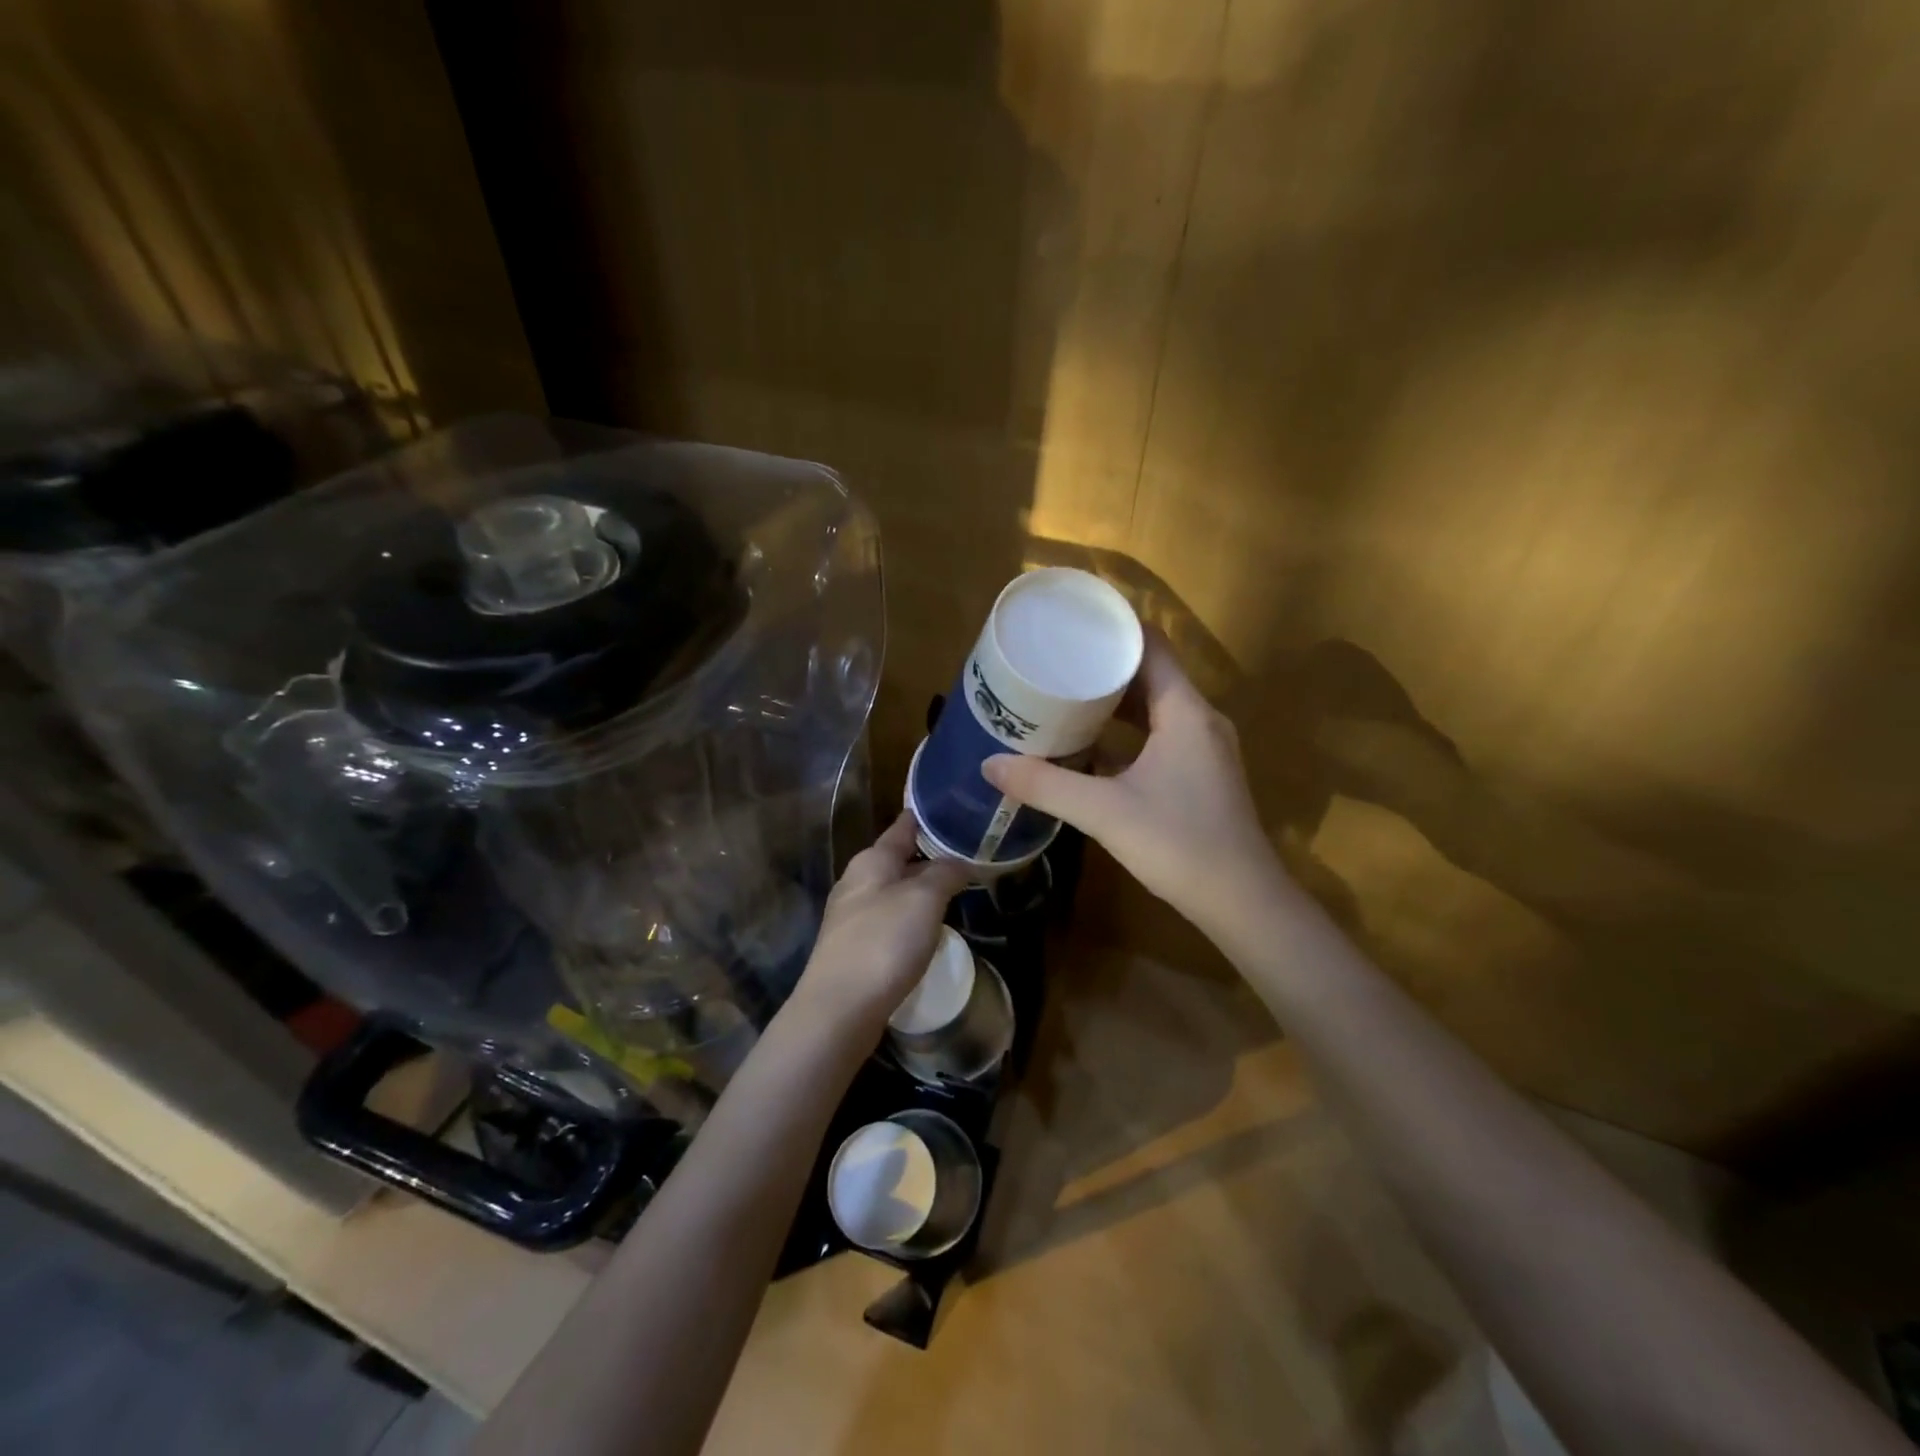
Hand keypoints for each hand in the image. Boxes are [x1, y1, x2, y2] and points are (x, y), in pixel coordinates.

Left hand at [788, 812, 970, 1037]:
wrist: (839, 1008)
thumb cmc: (883, 942)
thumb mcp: (924, 899)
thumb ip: (945, 873)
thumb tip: (960, 860)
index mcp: (872, 860)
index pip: (904, 826)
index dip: (930, 817)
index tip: (958, 812)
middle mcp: (857, 881)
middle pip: (899, 859)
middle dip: (931, 856)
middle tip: (970, 856)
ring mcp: (852, 916)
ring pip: (894, 890)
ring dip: (922, 889)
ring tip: (956, 891)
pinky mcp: (854, 947)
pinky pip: (889, 920)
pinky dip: (911, 917)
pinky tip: (929, 929)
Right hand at [982, 631, 1279, 933]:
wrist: (1242, 902)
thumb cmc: (1179, 844)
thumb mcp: (1104, 812)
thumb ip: (1046, 785)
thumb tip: (990, 764)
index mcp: (1185, 711)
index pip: (1150, 645)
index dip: (1112, 629)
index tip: (1070, 623)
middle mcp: (1199, 719)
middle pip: (1150, 673)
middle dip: (1103, 664)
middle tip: (1054, 659)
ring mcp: (1203, 748)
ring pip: (1155, 706)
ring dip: (1114, 700)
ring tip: (1064, 693)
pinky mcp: (1200, 774)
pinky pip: (1160, 734)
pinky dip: (1127, 731)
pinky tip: (1091, 744)